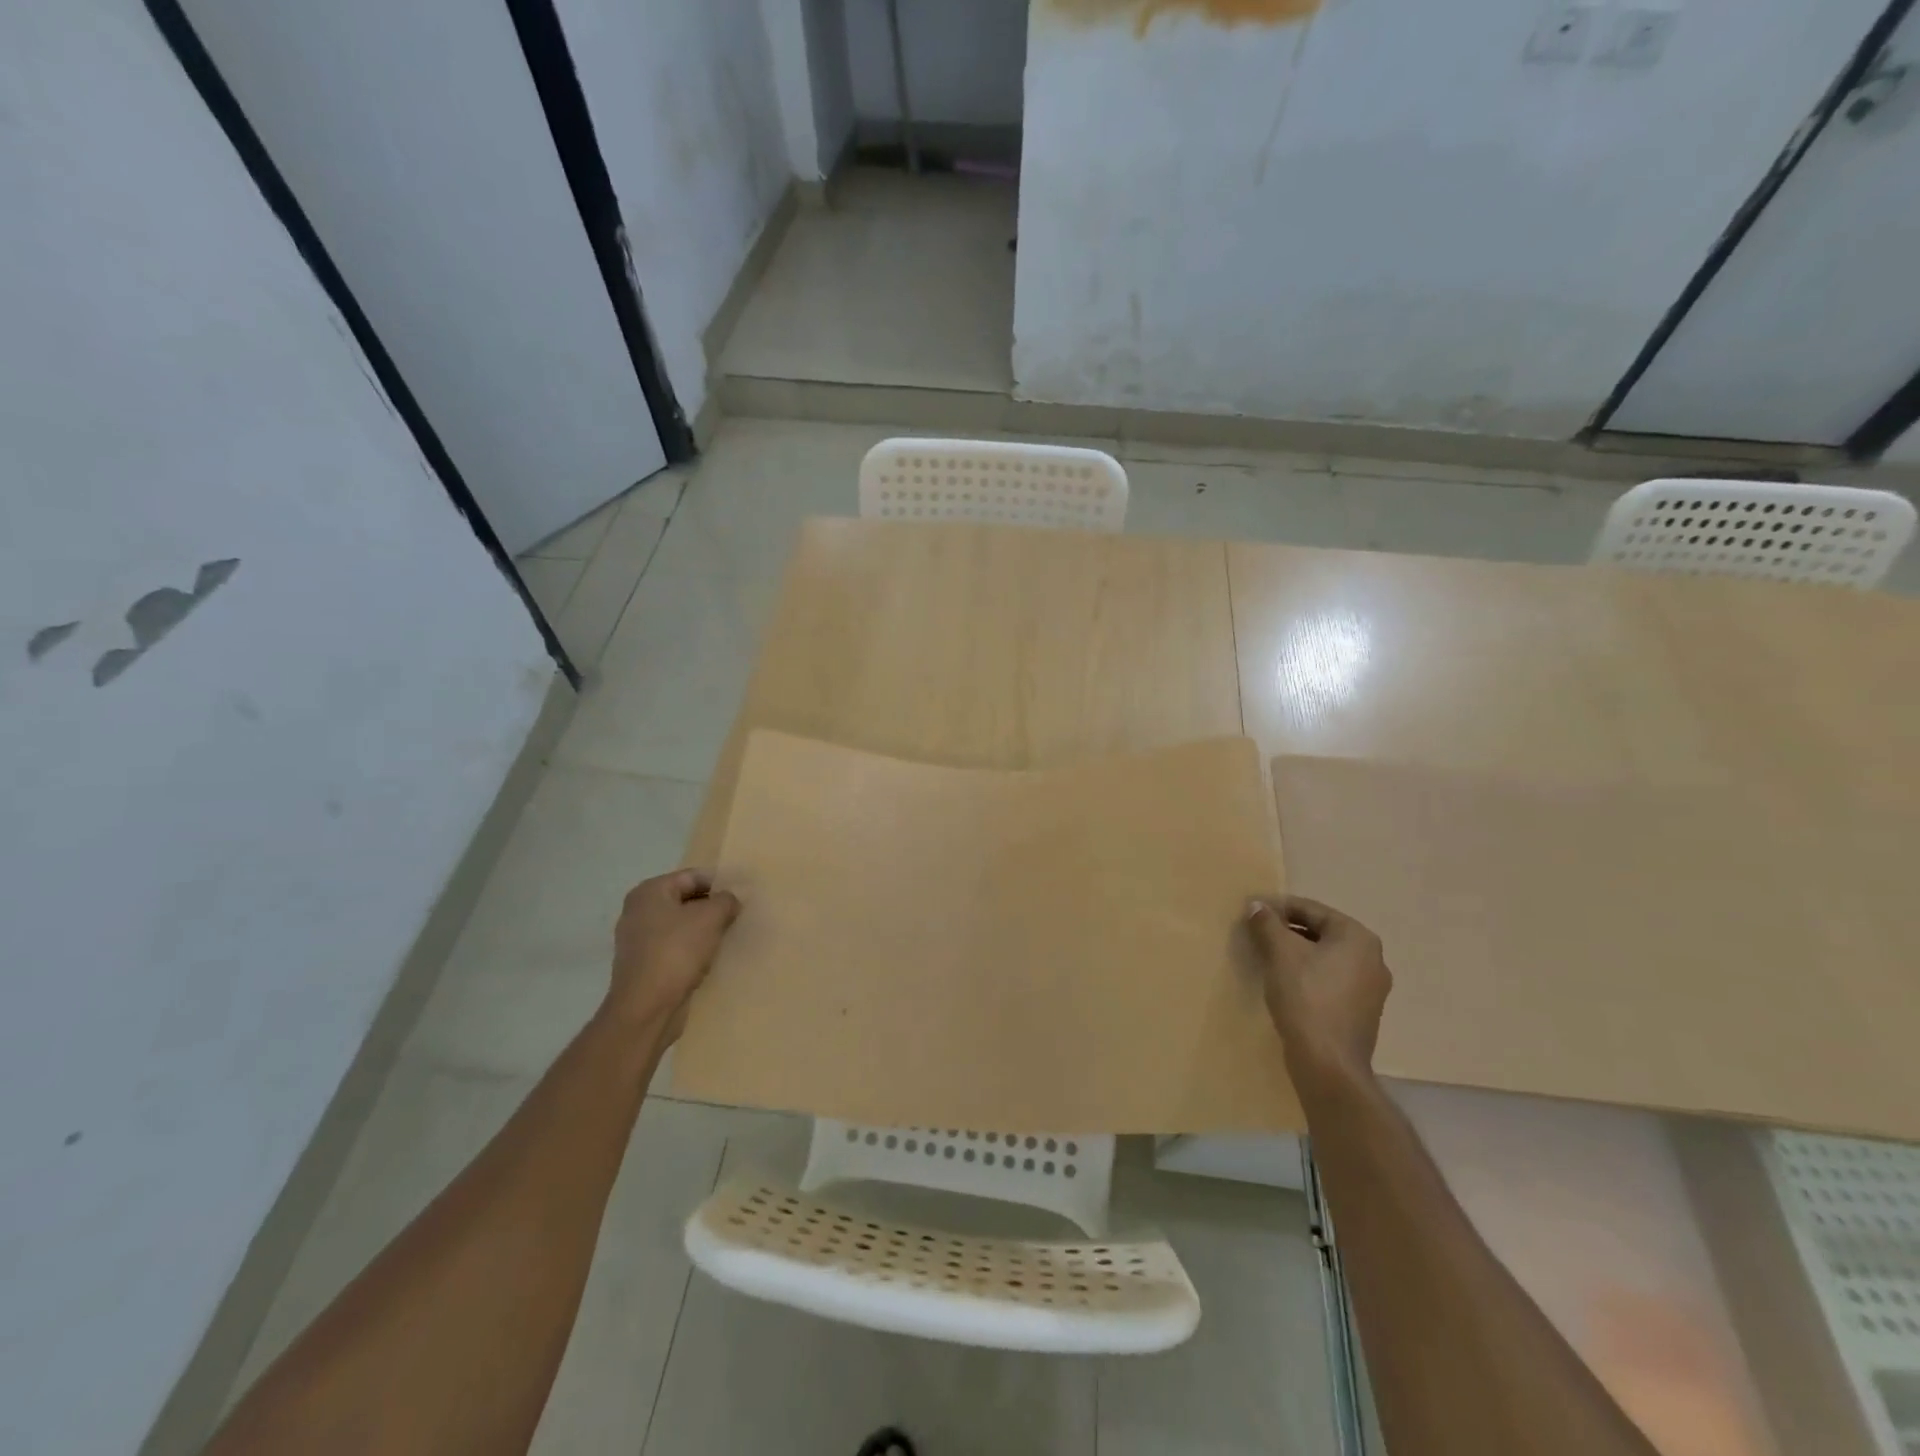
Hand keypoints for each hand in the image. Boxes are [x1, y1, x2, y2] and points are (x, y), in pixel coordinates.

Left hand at [604, 870, 741, 1041]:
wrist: (646, 1009)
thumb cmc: (676, 952)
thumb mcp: (710, 918)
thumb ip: (726, 901)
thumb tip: (731, 900)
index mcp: (649, 892)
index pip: (692, 876)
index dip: (720, 883)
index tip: (743, 895)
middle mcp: (639, 911)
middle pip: (686, 900)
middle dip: (713, 907)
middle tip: (740, 915)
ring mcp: (639, 940)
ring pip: (682, 926)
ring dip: (705, 930)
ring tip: (730, 936)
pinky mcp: (644, 965)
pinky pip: (675, 948)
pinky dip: (694, 950)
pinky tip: (712, 958)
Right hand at [1247, 895, 1391, 1097]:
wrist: (1328, 1063)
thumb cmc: (1306, 997)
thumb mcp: (1280, 953)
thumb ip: (1267, 923)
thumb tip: (1257, 905)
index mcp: (1358, 937)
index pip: (1312, 910)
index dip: (1278, 907)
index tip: (1251, 912)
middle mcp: (1372, 958)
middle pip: (1321, 932)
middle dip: (1287, 930)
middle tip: (1256, 933)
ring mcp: (1371, 988)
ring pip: (1325, 957)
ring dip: (1296, 953)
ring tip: (1266, 956)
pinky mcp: (1361, 1012)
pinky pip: (1330, 980)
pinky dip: (1308, 974)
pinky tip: (1285, 983)